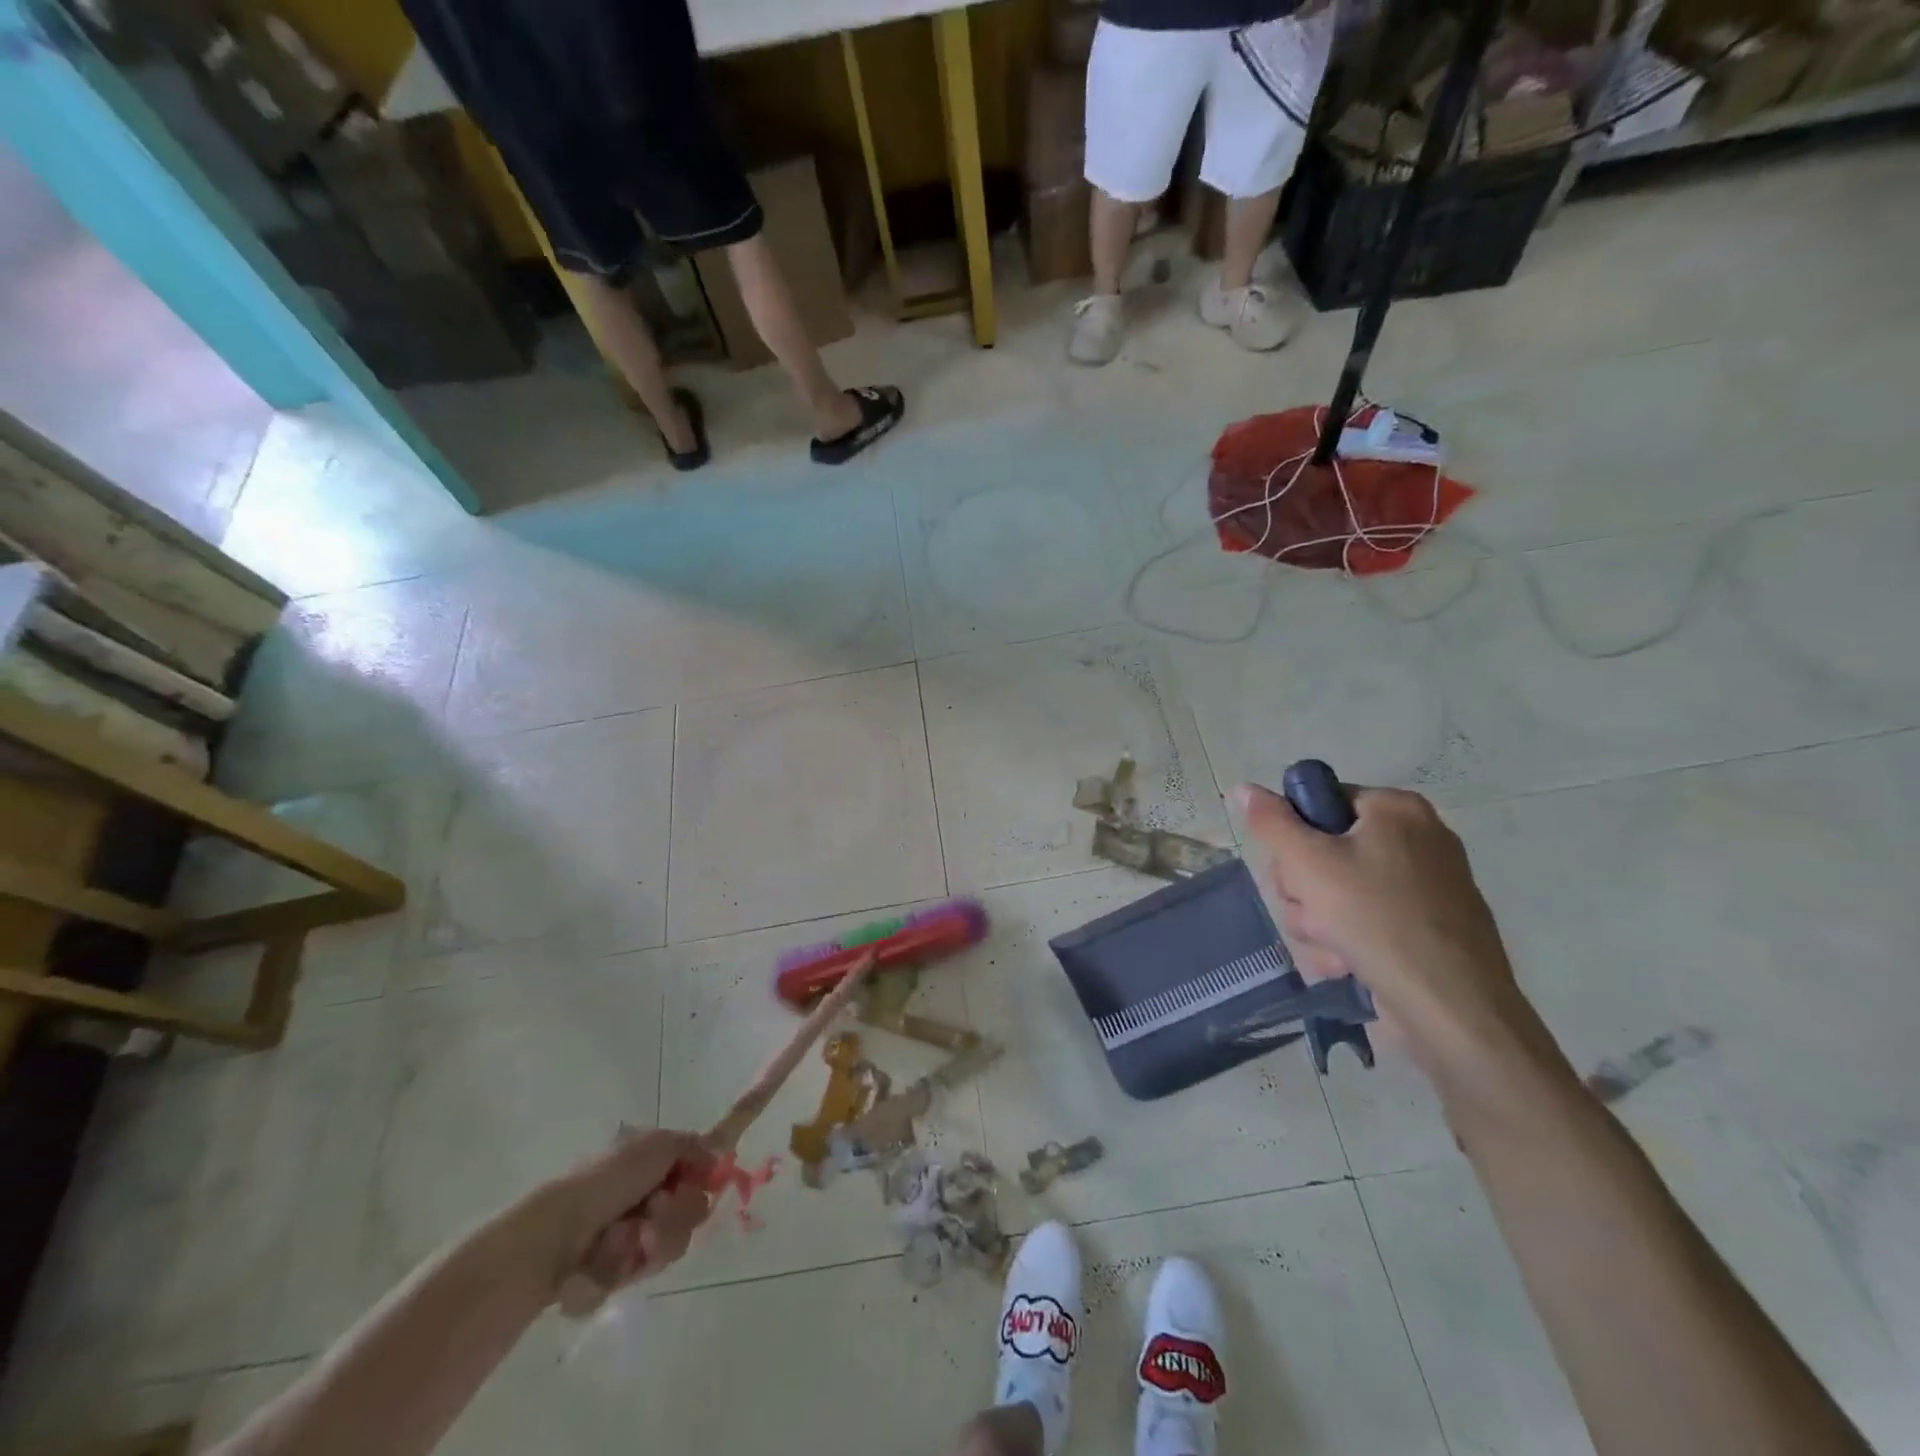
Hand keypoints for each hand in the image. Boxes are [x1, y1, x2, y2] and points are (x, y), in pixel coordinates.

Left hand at [519, 1128, 713, 1314]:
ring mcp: (633, 1234)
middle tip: (654, 1214)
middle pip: (692, 1209)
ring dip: (653, 1240)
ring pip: (673, 1242)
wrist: (555, 1237)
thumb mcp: (657, 1146)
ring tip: (625, 1240)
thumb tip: (718, 1157)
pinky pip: (644, 1270)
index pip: (698, 1170)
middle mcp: (646, 1195)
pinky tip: (609, 1258)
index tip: (705, 1182)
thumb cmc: (606, 1181)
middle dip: (677, 1214)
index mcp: (651, 1162)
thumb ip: (693, 1146)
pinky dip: (629, 1264)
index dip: (704, 1178)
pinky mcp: (619, 1271)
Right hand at [1238, 781, 1572, 1106]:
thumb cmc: (1375, 919)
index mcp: (1397, 810)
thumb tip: (1243, 788)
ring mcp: (1427, 888)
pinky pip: (1366, 923)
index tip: (1292, 869)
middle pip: (1324, 851)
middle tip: (1311, 911)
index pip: (1321, 803)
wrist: (1451, 1008)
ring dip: (1318, 923)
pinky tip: (1348, 966)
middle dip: (1304, 890)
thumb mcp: (1307, 862)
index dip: (1295, 837)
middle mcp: (1418, 840)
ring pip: (1338, 893)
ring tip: (1332, 948)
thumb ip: (1271, 822)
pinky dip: (1348, 943)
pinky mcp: (1427, 930)